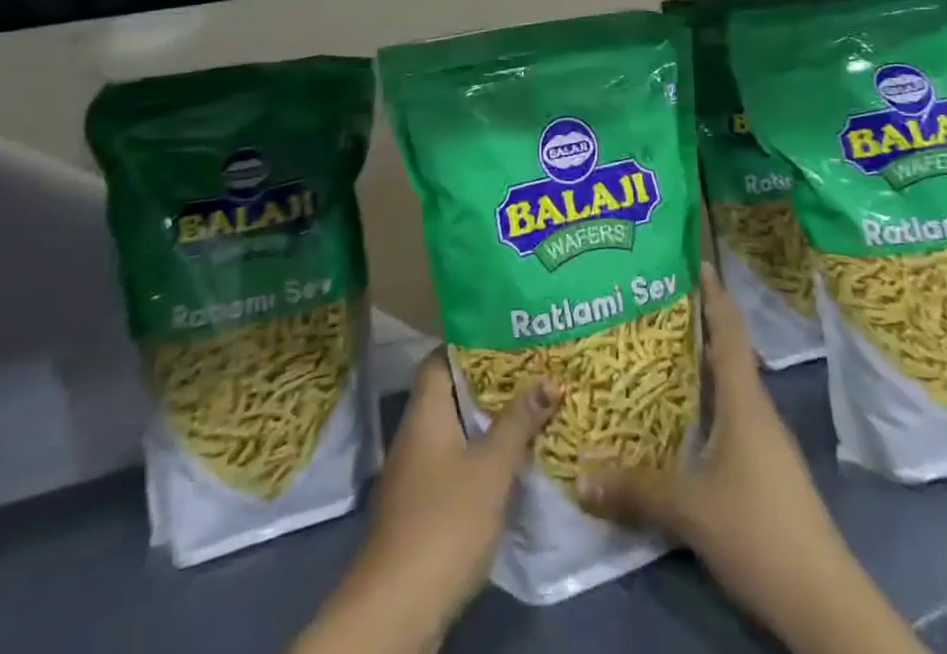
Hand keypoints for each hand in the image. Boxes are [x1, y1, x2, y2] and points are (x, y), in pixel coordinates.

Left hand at [291, 354, 555, 653]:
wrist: (397, 608)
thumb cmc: (445, 521)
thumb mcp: (492, 469)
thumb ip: (519, 423)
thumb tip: (549, 379)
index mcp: (425, 411)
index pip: (441, 358)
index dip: (472, 344)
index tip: (508, 338)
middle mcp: (415, 432)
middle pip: (452, 393)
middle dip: (490, 385)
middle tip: (532, 372)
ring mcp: (415, 472)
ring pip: (456, 430)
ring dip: (488, 423)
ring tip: (530, 411)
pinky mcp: (421, 506)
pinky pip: (454, 462)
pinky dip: (480, 456)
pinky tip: (511, 463)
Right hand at [578, 265, 925, 653]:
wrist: (824, 603)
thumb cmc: (758, 531)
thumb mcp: (688, 509)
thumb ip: (635, 489)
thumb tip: (579, 475)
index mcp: (744, 400)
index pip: (729, 331)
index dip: (714, 294)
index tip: (696, 261)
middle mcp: (757, 411)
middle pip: (727, 353)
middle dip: (696, 326)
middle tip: (654, 305)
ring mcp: (765, 443)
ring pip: (729, 388)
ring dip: (699, 368)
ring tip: (658, 354)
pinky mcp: (766, 472)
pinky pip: (730, 419)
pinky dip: (705, 405)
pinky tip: (680, 419)